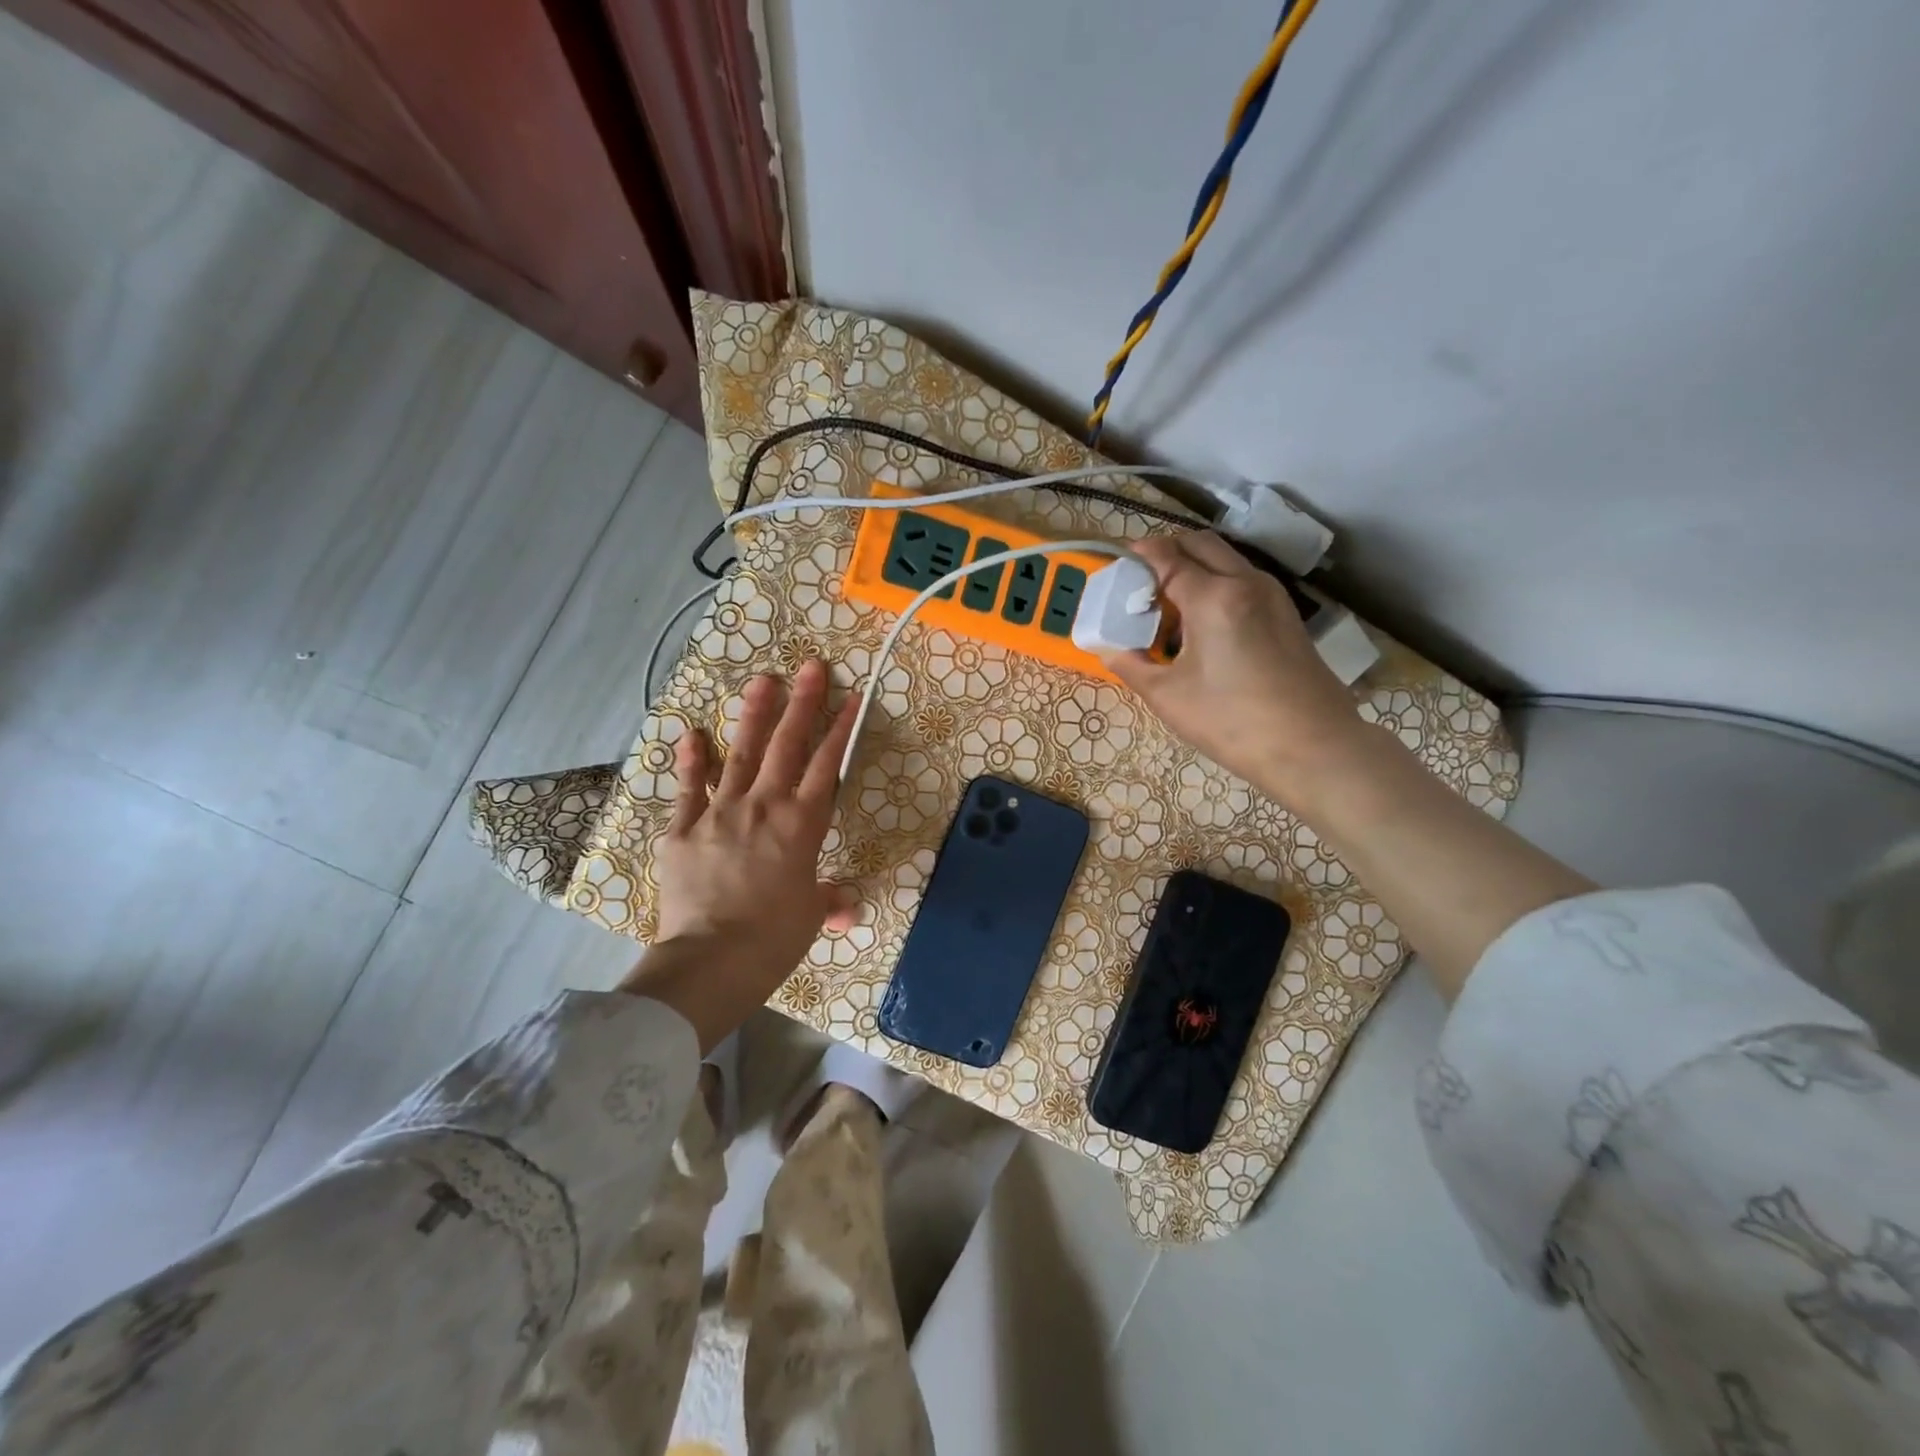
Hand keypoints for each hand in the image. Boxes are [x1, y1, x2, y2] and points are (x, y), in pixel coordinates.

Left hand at [619, 660, 857, 1048]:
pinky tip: (692, 733)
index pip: (827, 767)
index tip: (851, 696)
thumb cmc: (773, 940)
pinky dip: (690, 760)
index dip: (841, 730)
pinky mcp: (682, 830)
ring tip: (762, 680)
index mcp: (802, 826)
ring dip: (754, 716)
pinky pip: (688, 788)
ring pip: (742, 754)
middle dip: (803, 704)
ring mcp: (720, 813)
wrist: (713, 960)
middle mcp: (764, 807)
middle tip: (810, 666)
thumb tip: (846, 907)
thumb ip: (828, 901)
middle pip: (788, 746)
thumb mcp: (809, 917)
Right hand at [1101, 532, 1363, 810]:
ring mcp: (1272, 595)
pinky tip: (1202, 623)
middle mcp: (1246, 582)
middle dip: (1167, 551)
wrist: (1313, 747)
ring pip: (1226, 559)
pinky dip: (1217, 583)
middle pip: (1200, 544)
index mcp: (1213, 597)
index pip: (1168, 557)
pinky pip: (1243, 580)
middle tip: (1141, 580)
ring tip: (1169, 603)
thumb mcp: (1168, 697)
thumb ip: (1131, 666)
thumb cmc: (1232, 722)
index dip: (1139, 555)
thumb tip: (1109, 650)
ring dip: (1194, 566)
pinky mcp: (1286, 614)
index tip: (1118, 564)